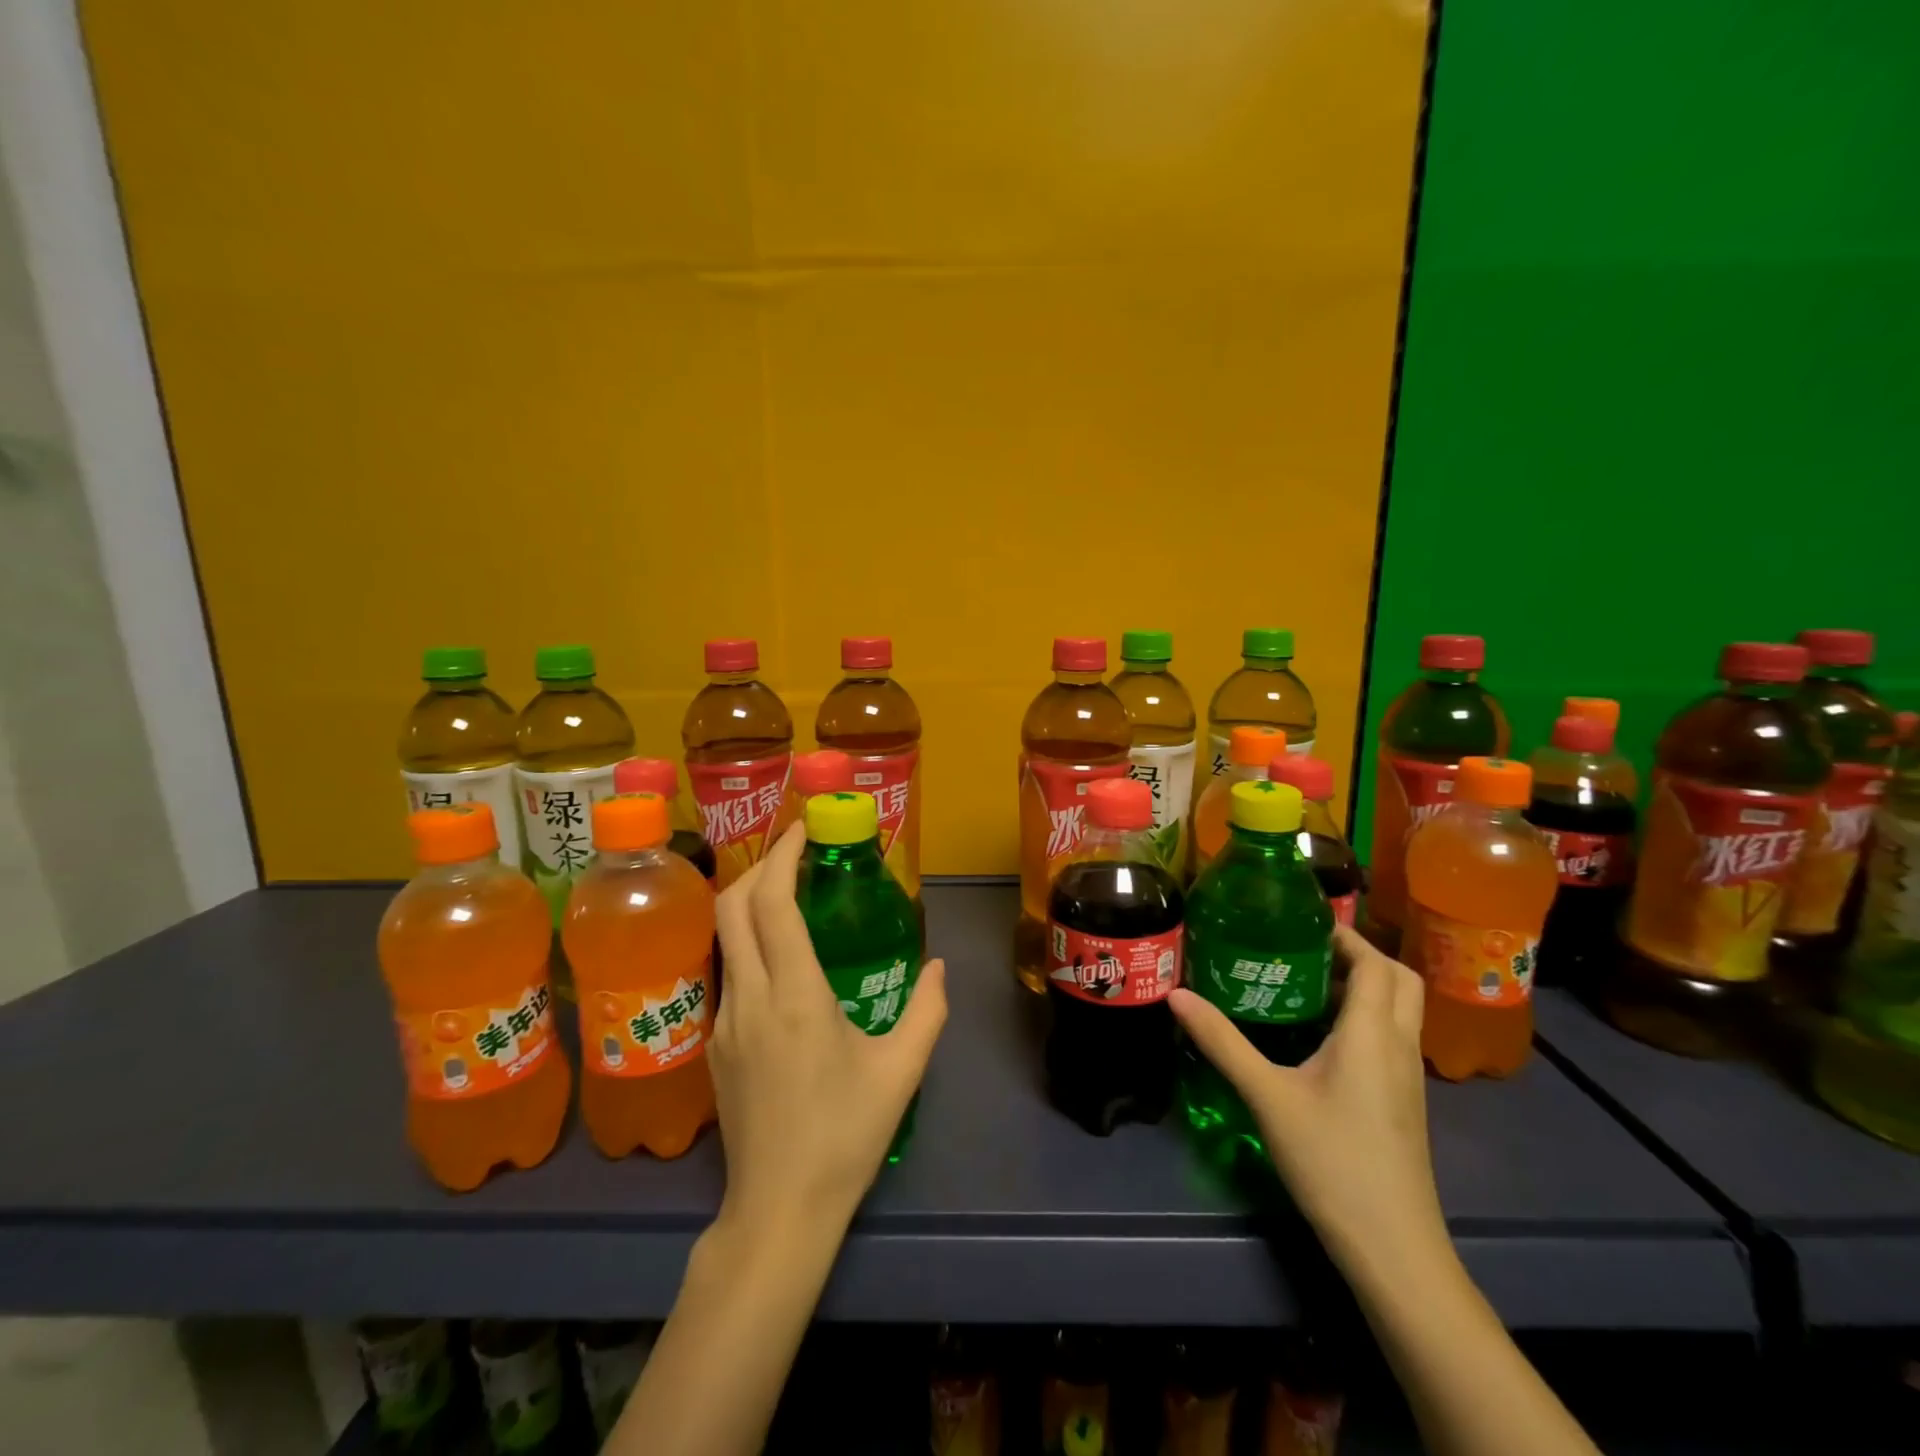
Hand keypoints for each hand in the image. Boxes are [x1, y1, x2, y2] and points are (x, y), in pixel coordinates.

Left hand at [708, 824, 947, 1237]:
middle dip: (760, 865)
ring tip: (789, 893)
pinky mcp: (715, 1043)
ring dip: (750, 901)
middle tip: (796, 852)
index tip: (802, 828)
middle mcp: (750, 998)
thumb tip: (939, 966)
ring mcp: (724, 1021)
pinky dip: (749, 941)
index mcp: (795, 996)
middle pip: (732, 906)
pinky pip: (729, 972)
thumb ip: (927, 1010)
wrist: (779, 1209)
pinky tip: (780, 959)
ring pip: (724, 938)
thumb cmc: (845, 1135)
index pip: (772, 904)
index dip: (783, 856)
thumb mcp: (902, 1071)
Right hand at [1170, 926, 1446, 1278]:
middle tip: (1305, 950)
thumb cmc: (1332, 1161)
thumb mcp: (1267, 1096)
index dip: (1344, 936)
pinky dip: (1365, 1017)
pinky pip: (1391, 1036)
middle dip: (1359, 954)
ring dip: (1363, 985)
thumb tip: (1176, 995)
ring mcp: (1408, 1076)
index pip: (1375, 963)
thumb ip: (1222, 1042)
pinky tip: (1319, 1036)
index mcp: (1373, 1033)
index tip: (1299, 923)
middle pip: (1399, 979)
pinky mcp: (1403, 1100)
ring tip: (1304, 983)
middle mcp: (1399, 1045)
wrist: (1393, 1248)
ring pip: (1399, 1009)